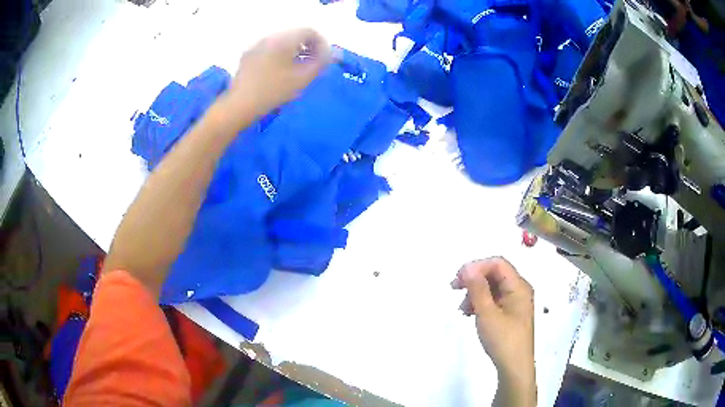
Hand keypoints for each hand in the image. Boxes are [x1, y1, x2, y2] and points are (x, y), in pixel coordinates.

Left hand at [223, 28, 330, 123]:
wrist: (240, 105)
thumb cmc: (274, 91)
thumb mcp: (303, 78)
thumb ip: (320, 63)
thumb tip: (331, 54)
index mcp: (283, 39)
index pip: (309, 31)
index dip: (321, 43)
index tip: (324, 59)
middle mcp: (269, 37)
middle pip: (295, 35)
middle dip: (308, 47)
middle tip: (314, 64)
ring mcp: (256, 46)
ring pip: (282, 42)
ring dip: (294, 51)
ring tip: (298, 69)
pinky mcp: (248, 56)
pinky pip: (270, 49)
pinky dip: (280, 55)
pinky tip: (280, 72)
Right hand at [452, 257, 535, 405]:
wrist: (514, 367)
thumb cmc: (503, 339)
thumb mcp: (487, 313)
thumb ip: (477, 288)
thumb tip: (467, 268)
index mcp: (519, 286)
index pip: (498, 263)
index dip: (477, 266)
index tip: (458, 278)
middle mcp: (519, 290)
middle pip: (495, 274)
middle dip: (474, 279)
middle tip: (454, 288)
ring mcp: (515, 302)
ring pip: (493, 287)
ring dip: (475, 292)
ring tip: (463, 308)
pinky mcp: (510, 313)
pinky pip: (494, 300)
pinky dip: (480, 302)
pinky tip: (470, 313)